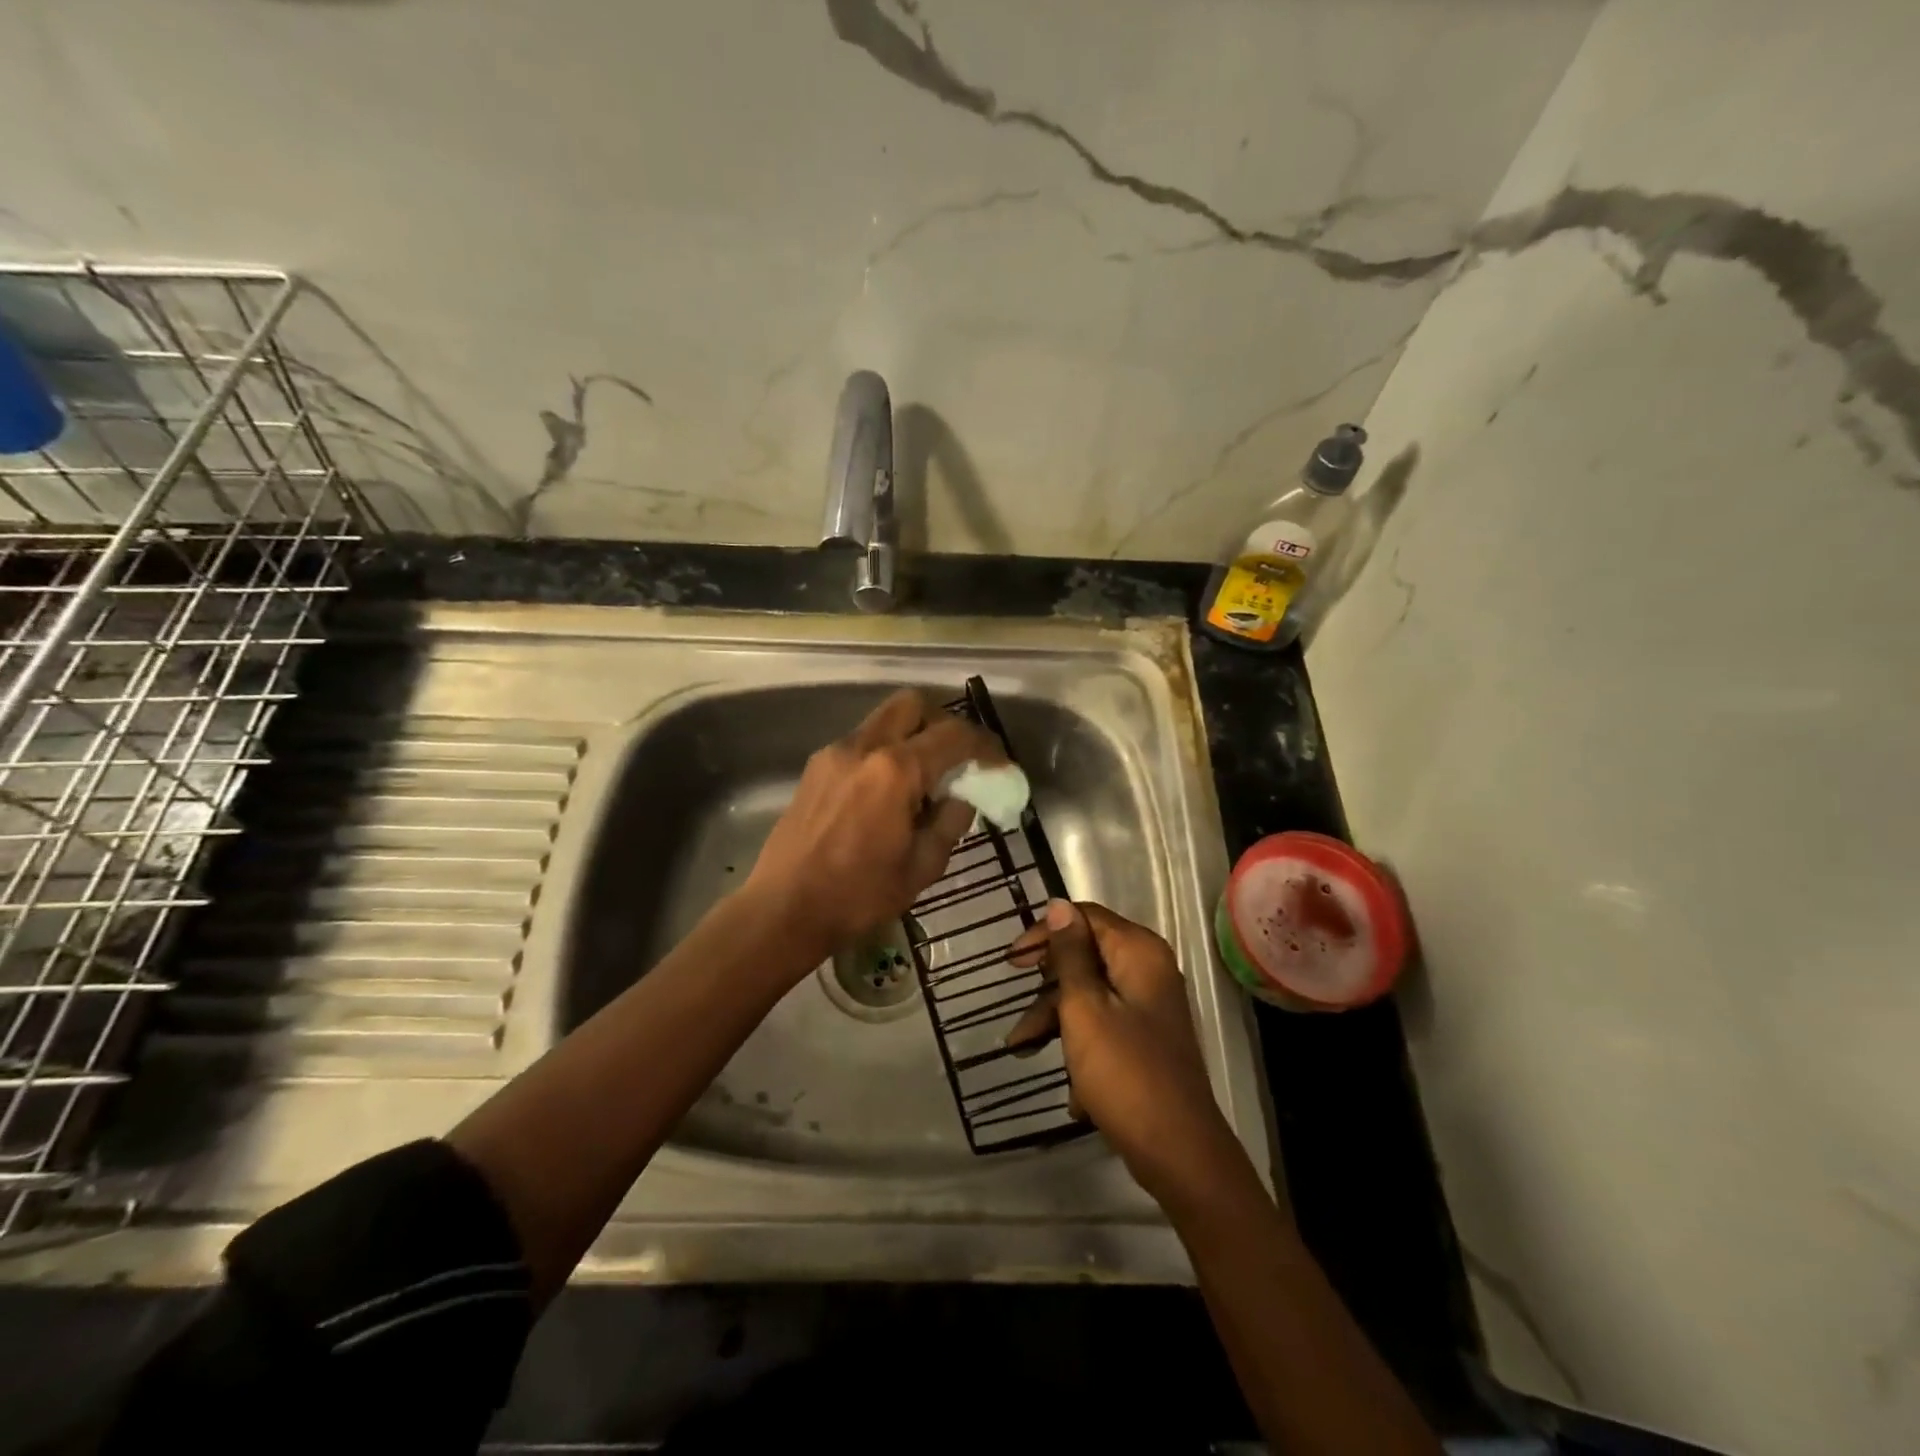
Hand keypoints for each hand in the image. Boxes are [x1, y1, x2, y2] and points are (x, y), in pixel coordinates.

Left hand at [745, 688, 1003, 967]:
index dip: (986, 746)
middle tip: (958, 757)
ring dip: (912, 735)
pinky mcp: (816, 767)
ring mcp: (835, 753)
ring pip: (884, 719)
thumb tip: (962, 797)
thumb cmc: (858, 895)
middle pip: (913, 704)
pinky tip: (888, 791)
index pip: (954, 735)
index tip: (1000, 765)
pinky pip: (862, 741)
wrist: (783, 909)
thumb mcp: (922, 867)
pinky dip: (885, 751)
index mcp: (896, 771)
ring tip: (924, 777)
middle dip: (944, 722)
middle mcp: (865, 747)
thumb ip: (950, 822)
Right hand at [1006, 900, 1243, 1204]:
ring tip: (1021, 1050)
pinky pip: (1103, 1025)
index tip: (1011, 961)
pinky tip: (1070, 1088)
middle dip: (1046, 985)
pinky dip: (1080, 1045)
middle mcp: (1148, 970)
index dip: (1045, 932)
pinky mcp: (1145, 1040)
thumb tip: (1059, 905)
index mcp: (1138, 952)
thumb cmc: (1125, 1072)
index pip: (1084, 917)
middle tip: (1016, 1004)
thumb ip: (1069, 955)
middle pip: (1085, 956)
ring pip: (1090, 994)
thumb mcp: (1085, 1008)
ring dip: (1055, 1019)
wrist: (1179, 1153)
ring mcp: (1148, 1007)